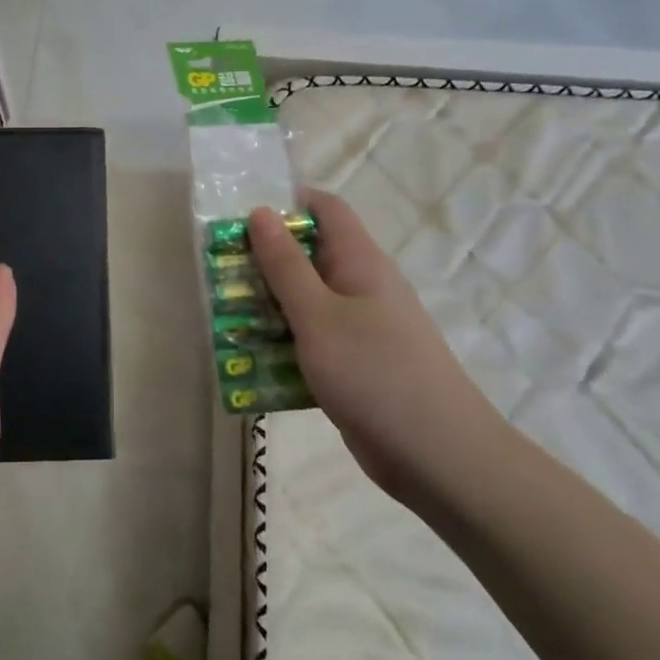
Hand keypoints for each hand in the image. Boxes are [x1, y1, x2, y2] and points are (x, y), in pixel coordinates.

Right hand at [250, 193, 506, 506]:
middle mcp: (362, 286)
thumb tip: (261, 212)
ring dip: (269, 304)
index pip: (326, 208)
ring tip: (225, 314)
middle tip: (221, 269)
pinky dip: (284, 341)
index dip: (287, 201)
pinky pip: (312, 339)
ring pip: (307, 300)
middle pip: (309, 254)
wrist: (439, 458)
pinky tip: (252, 360)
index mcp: (360, 261)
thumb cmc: (375, 373)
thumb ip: (285, 265)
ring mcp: (361, 327)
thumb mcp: (318, 315)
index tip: (241, 216)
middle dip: (264, 258)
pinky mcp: (355, 363)